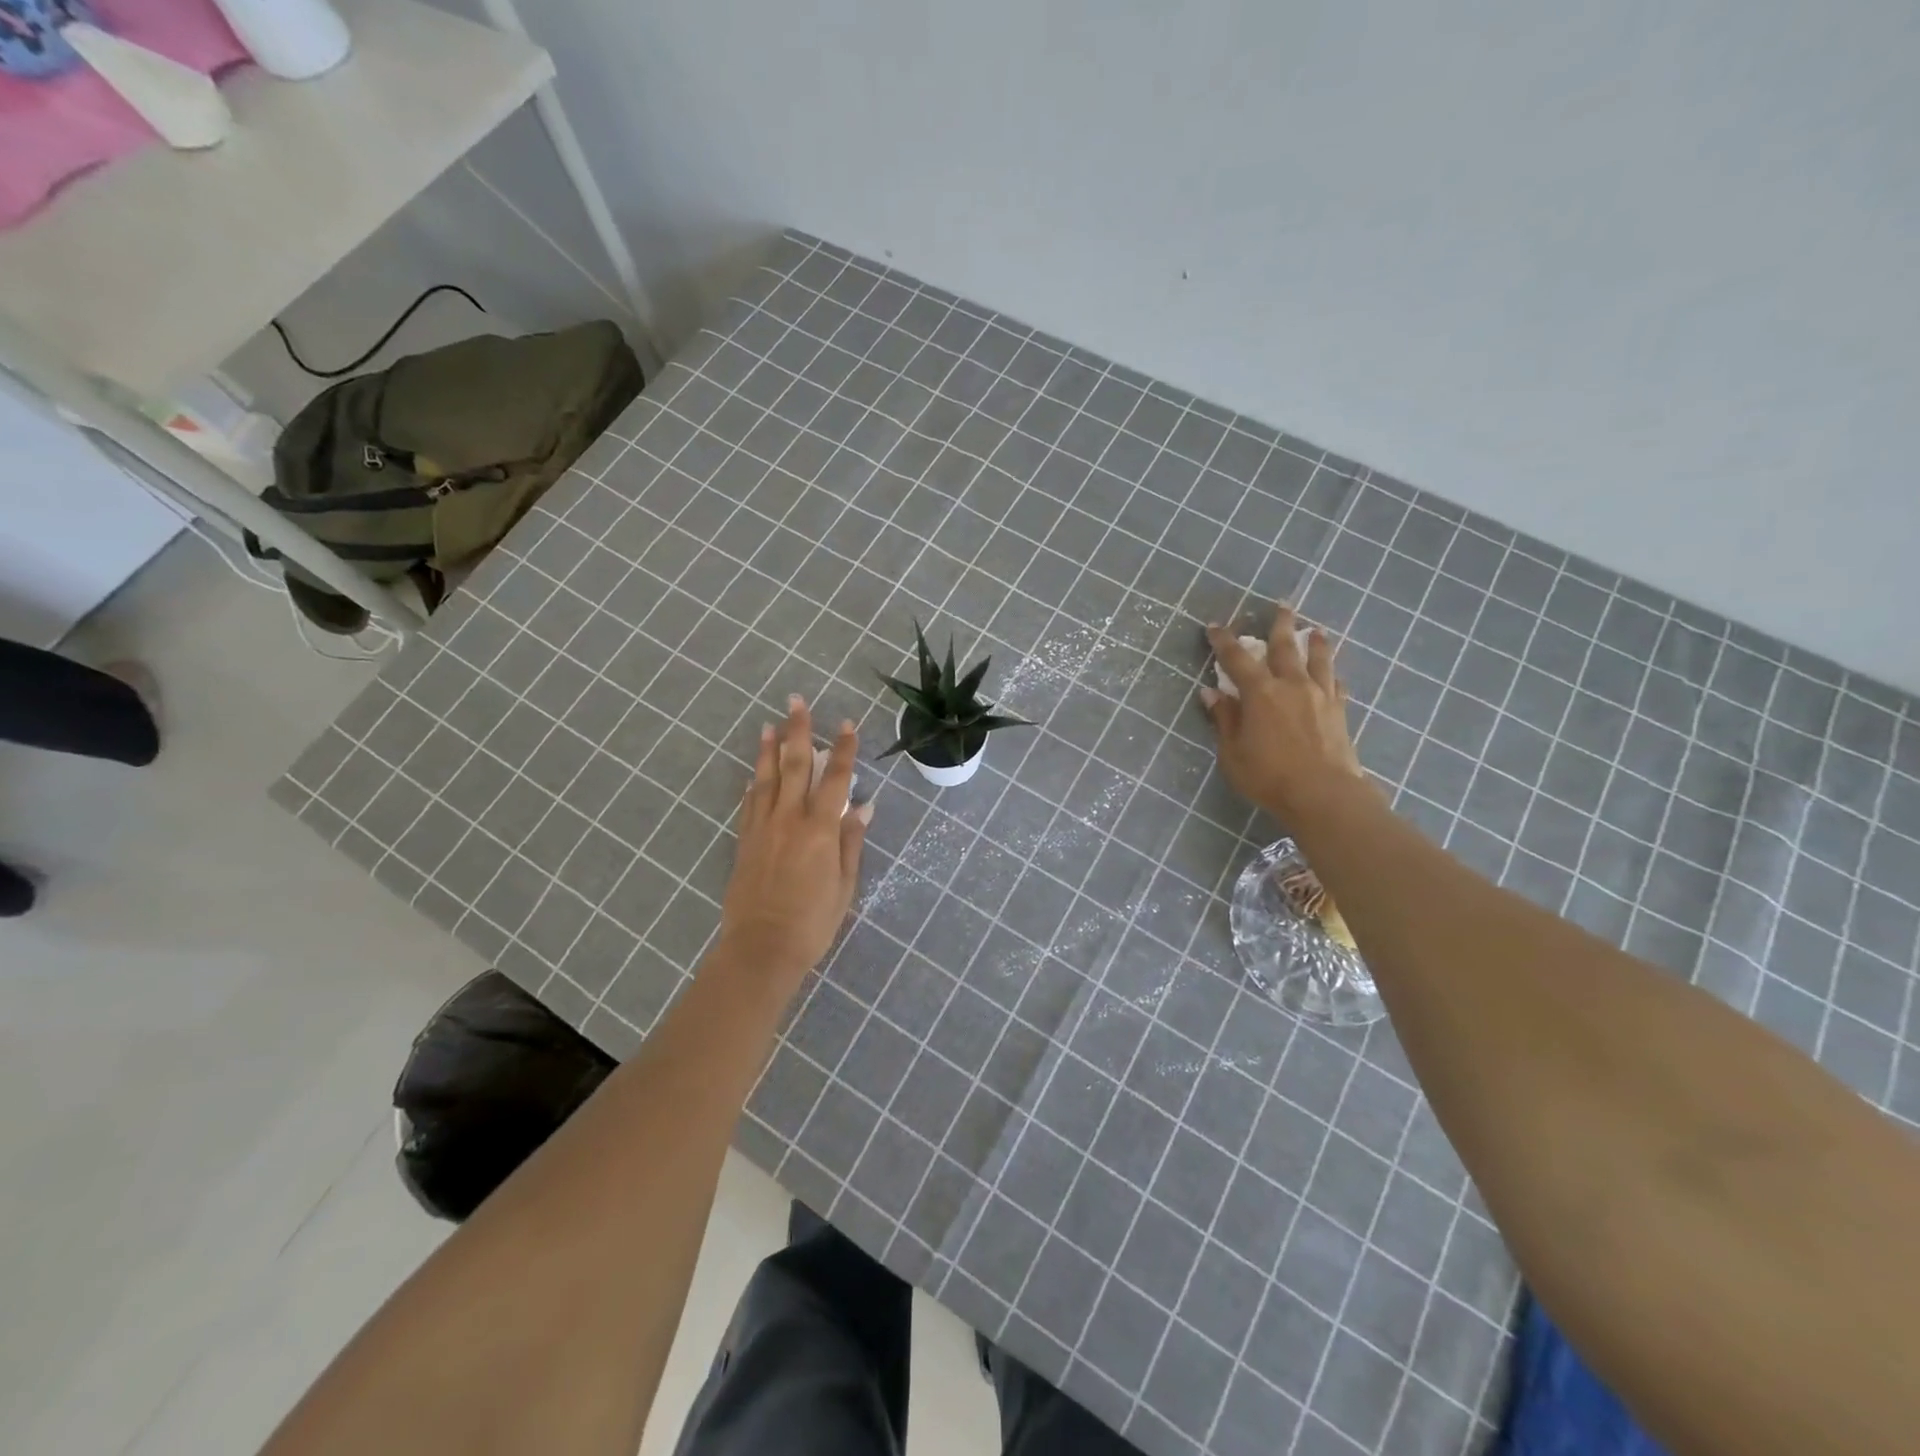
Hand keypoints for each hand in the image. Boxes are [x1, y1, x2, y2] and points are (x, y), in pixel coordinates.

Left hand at [716, 696, 870, 987]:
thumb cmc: (813, 921)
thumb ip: (851, 841)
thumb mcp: (844, 884)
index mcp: (820, 828)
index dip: (843, 749)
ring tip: (771, 725)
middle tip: (796, 701)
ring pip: (767, 779)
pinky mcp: (745, 842)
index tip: (848, 724)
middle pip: (795, 766)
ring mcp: (763, 828)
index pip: (836, 778)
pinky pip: (749, 805)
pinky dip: (753, 785)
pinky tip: (754, 775)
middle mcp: (789, 819)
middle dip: (799, 731)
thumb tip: (863, 806)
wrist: (761, 948)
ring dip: (770, 750)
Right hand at [1200, 606, 1373, 823]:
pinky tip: (1332, 674)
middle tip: (1282, 605)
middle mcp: (1291, 685)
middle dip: (1280, 624)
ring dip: (1315, 642)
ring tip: (1315, 630)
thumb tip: (1211, 693)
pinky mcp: (1339, 711)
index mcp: (1260, 692)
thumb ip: (1224, 720)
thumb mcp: (1233, 752)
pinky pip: (1334, 684)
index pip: (1237, 658)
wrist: (1323, 794)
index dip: (1223, 641)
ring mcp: (1319, 696)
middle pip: (1285, 646)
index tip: (1214, 626)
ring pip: (1318, 659)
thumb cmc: (1268, 776)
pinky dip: (1330, 674)